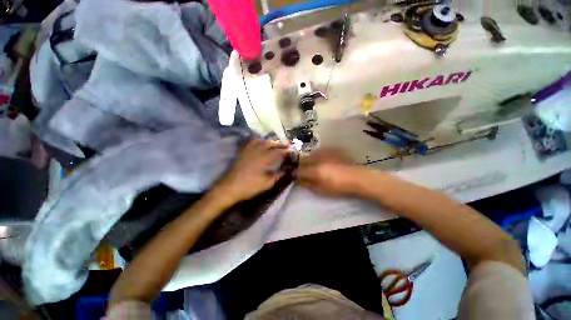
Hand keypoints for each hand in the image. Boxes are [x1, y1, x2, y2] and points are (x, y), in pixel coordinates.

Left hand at [214, 139, 289, 203]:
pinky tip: (260, 142)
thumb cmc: (250, 186)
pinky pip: (251, 141)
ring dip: (270, 141)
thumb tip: (288, 169)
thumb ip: (279, 174)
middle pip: (271, 143)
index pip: (279, 151)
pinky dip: (258, 140)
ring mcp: (249, 150)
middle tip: (286, 146)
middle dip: (280, 143)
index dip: (287, 151)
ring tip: (275, 143)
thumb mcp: (267, 183)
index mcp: (265, 158)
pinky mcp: (242, 151)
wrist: (230, 187)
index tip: (292, 151)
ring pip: (261, 140)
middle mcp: (257, 150)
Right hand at [297, 148, 367, 196]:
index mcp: (315, 170)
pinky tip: (320, 161)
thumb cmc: (338, 187)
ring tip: (311, 166)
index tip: (292, 175)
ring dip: (307, 160)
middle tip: (302, 171)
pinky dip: (315, 156)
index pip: (298, 170)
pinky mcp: (330, 150)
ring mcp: (324, 153)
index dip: (294, 173)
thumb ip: (307, 183)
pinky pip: (318, 152)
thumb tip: (296, 179)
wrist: (356, 178)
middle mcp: (318, 159)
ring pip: (310, 155)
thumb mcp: (320, 189)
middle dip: (299, 165)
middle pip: (302, 160)